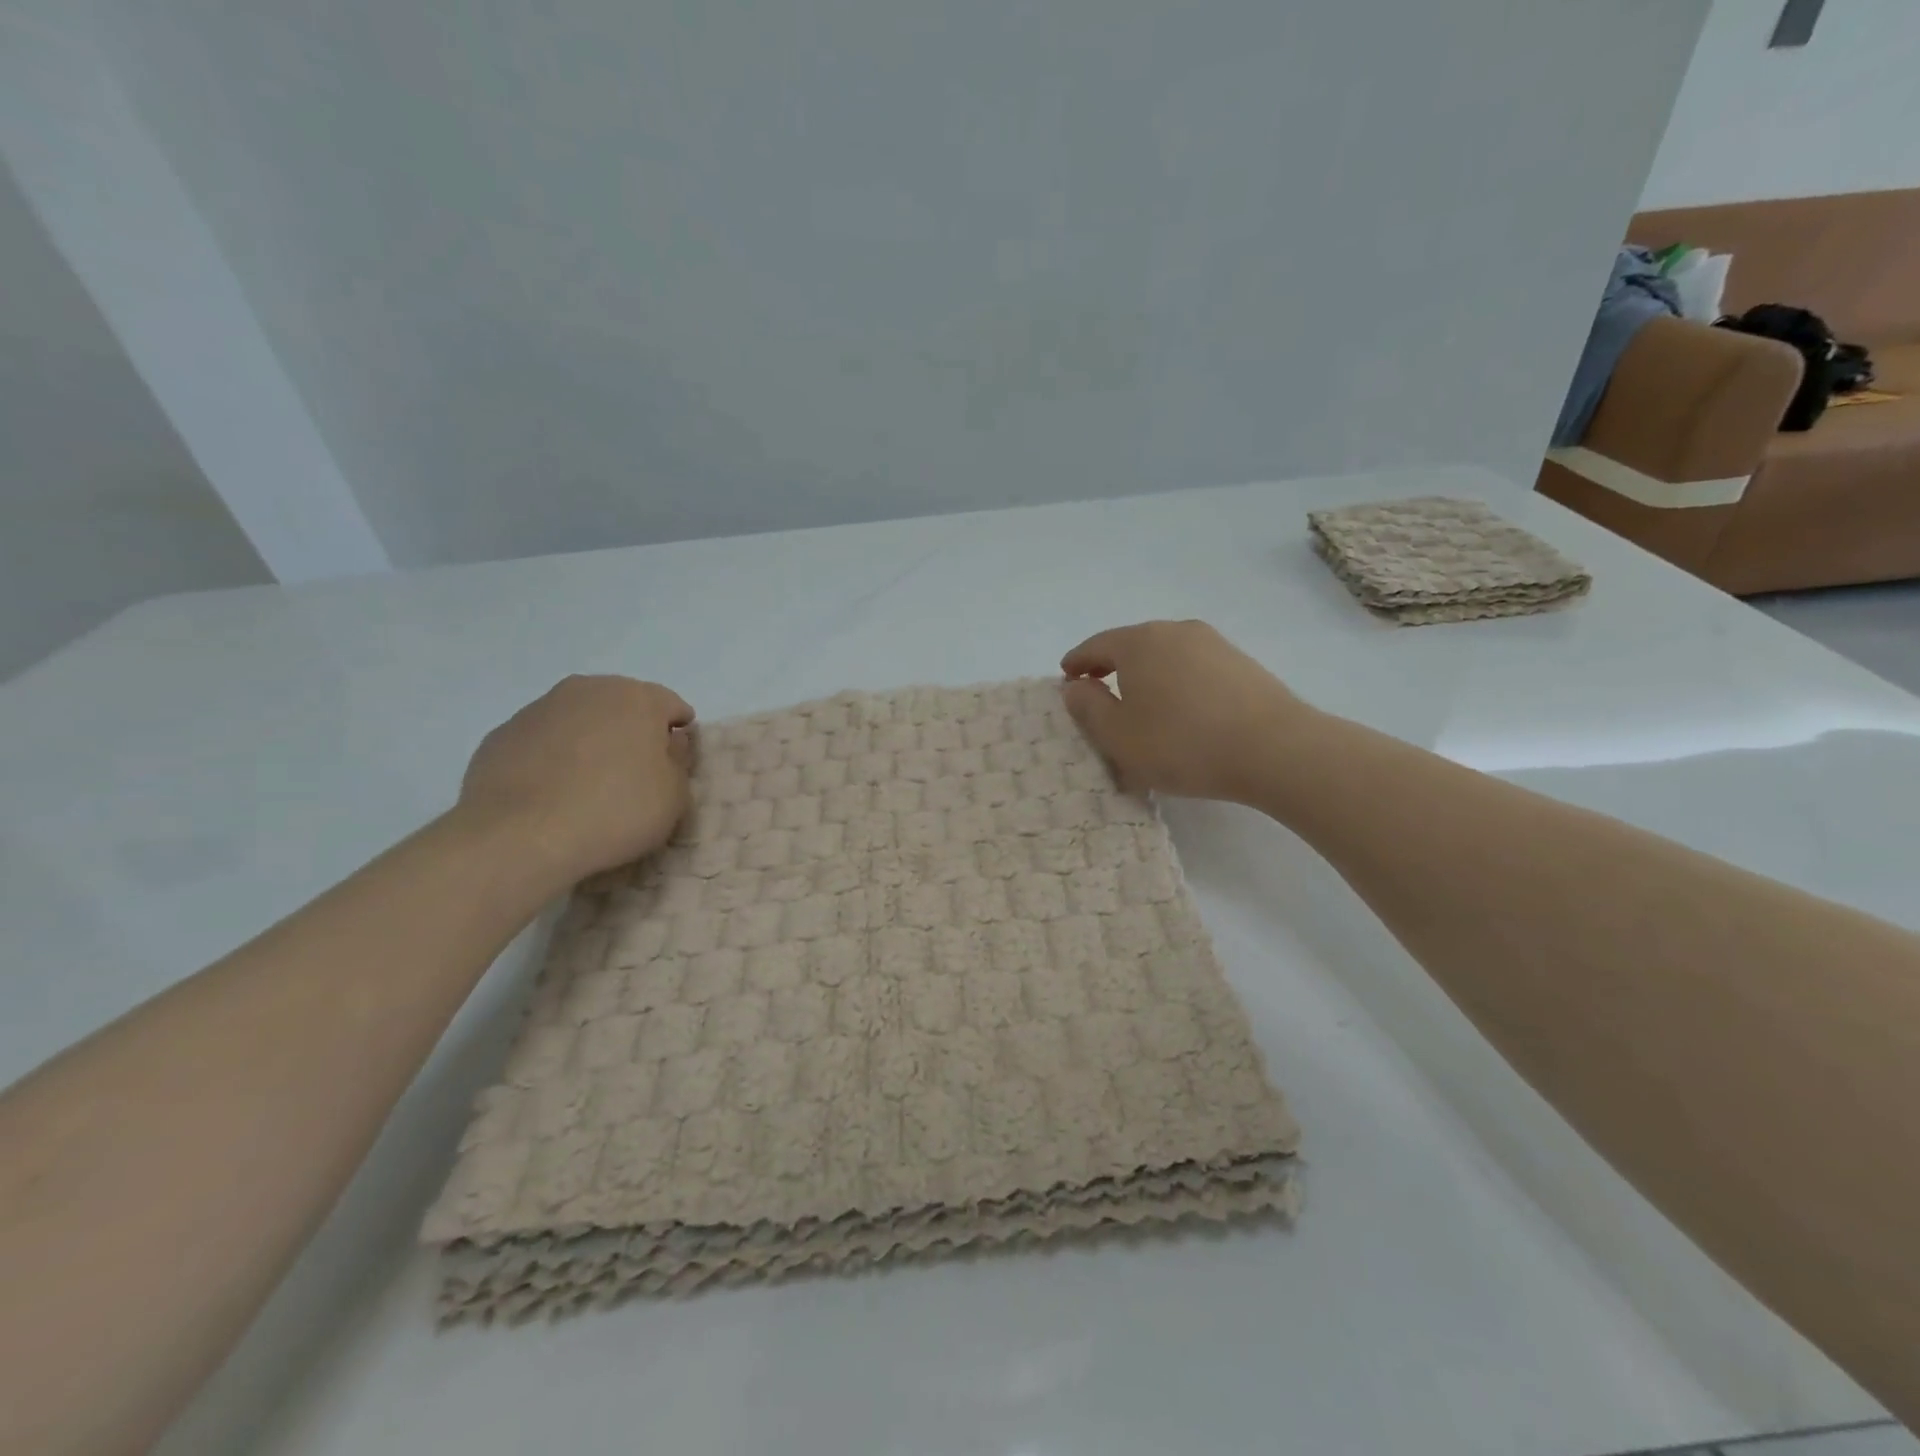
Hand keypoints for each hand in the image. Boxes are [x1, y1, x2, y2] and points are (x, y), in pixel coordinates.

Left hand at [457, 675, 694, 880]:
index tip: (674, 764)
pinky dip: (553, 757)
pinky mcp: (502, 734)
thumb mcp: (674, 797)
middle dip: (632, 732)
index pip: (672, 706)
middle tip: (634, 773)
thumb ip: (678, 762)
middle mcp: (589, 689)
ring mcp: (540, 708)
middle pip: (623, 705)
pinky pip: (543, 741)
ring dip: (590, 741)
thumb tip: (669, 743)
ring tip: (588, 785)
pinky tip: (552, 793)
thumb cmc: (615, 811)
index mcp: (638, 698)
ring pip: (580, 719)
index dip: (678, 735)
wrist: (520, 837)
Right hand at [1060, 620, 1309, 802]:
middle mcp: (1174, 631)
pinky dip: (1176, 682)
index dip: (1076, 663)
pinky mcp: (1241, 662)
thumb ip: (1088, 708)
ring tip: (1141, 705)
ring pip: (1165, 656)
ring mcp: (1213, 643)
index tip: (1066, 678)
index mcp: (1138, 642)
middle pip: (1131, 645)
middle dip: (1111, 667)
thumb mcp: (1118, 736)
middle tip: (1098, 692)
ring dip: (1146, 676)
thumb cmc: (1181, 743)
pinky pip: (1192, 668)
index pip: (1096, 646)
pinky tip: (1181, 710)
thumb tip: (1075, 687)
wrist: (1274, 749)